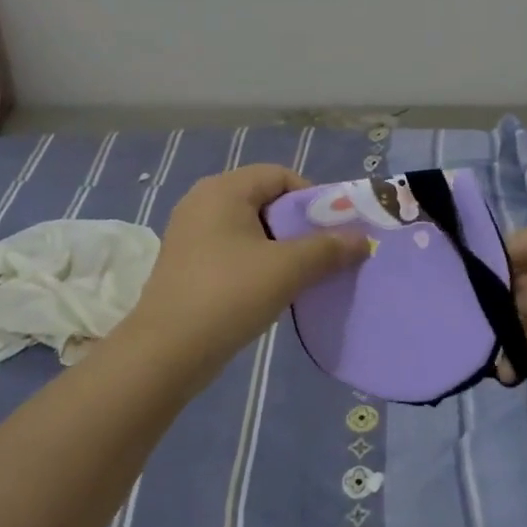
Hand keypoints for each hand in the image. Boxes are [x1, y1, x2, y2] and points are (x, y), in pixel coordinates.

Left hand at [130, 165, 367, 361]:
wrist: (166, 352)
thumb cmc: (228, 296)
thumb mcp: (286, 270)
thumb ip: (327, 249)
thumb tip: (361, 239)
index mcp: (223, 189)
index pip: (279, 175)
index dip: (311, 198)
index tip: (331, 231)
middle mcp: (202, 201)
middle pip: (263, 199)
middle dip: (297, 225)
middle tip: (320, 255)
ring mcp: (190, 232)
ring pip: (248, 227)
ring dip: (278, 246)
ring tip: (298, 276)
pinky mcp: (185, 261)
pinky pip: (230, 248)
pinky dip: (254, 261)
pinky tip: (267, 290)